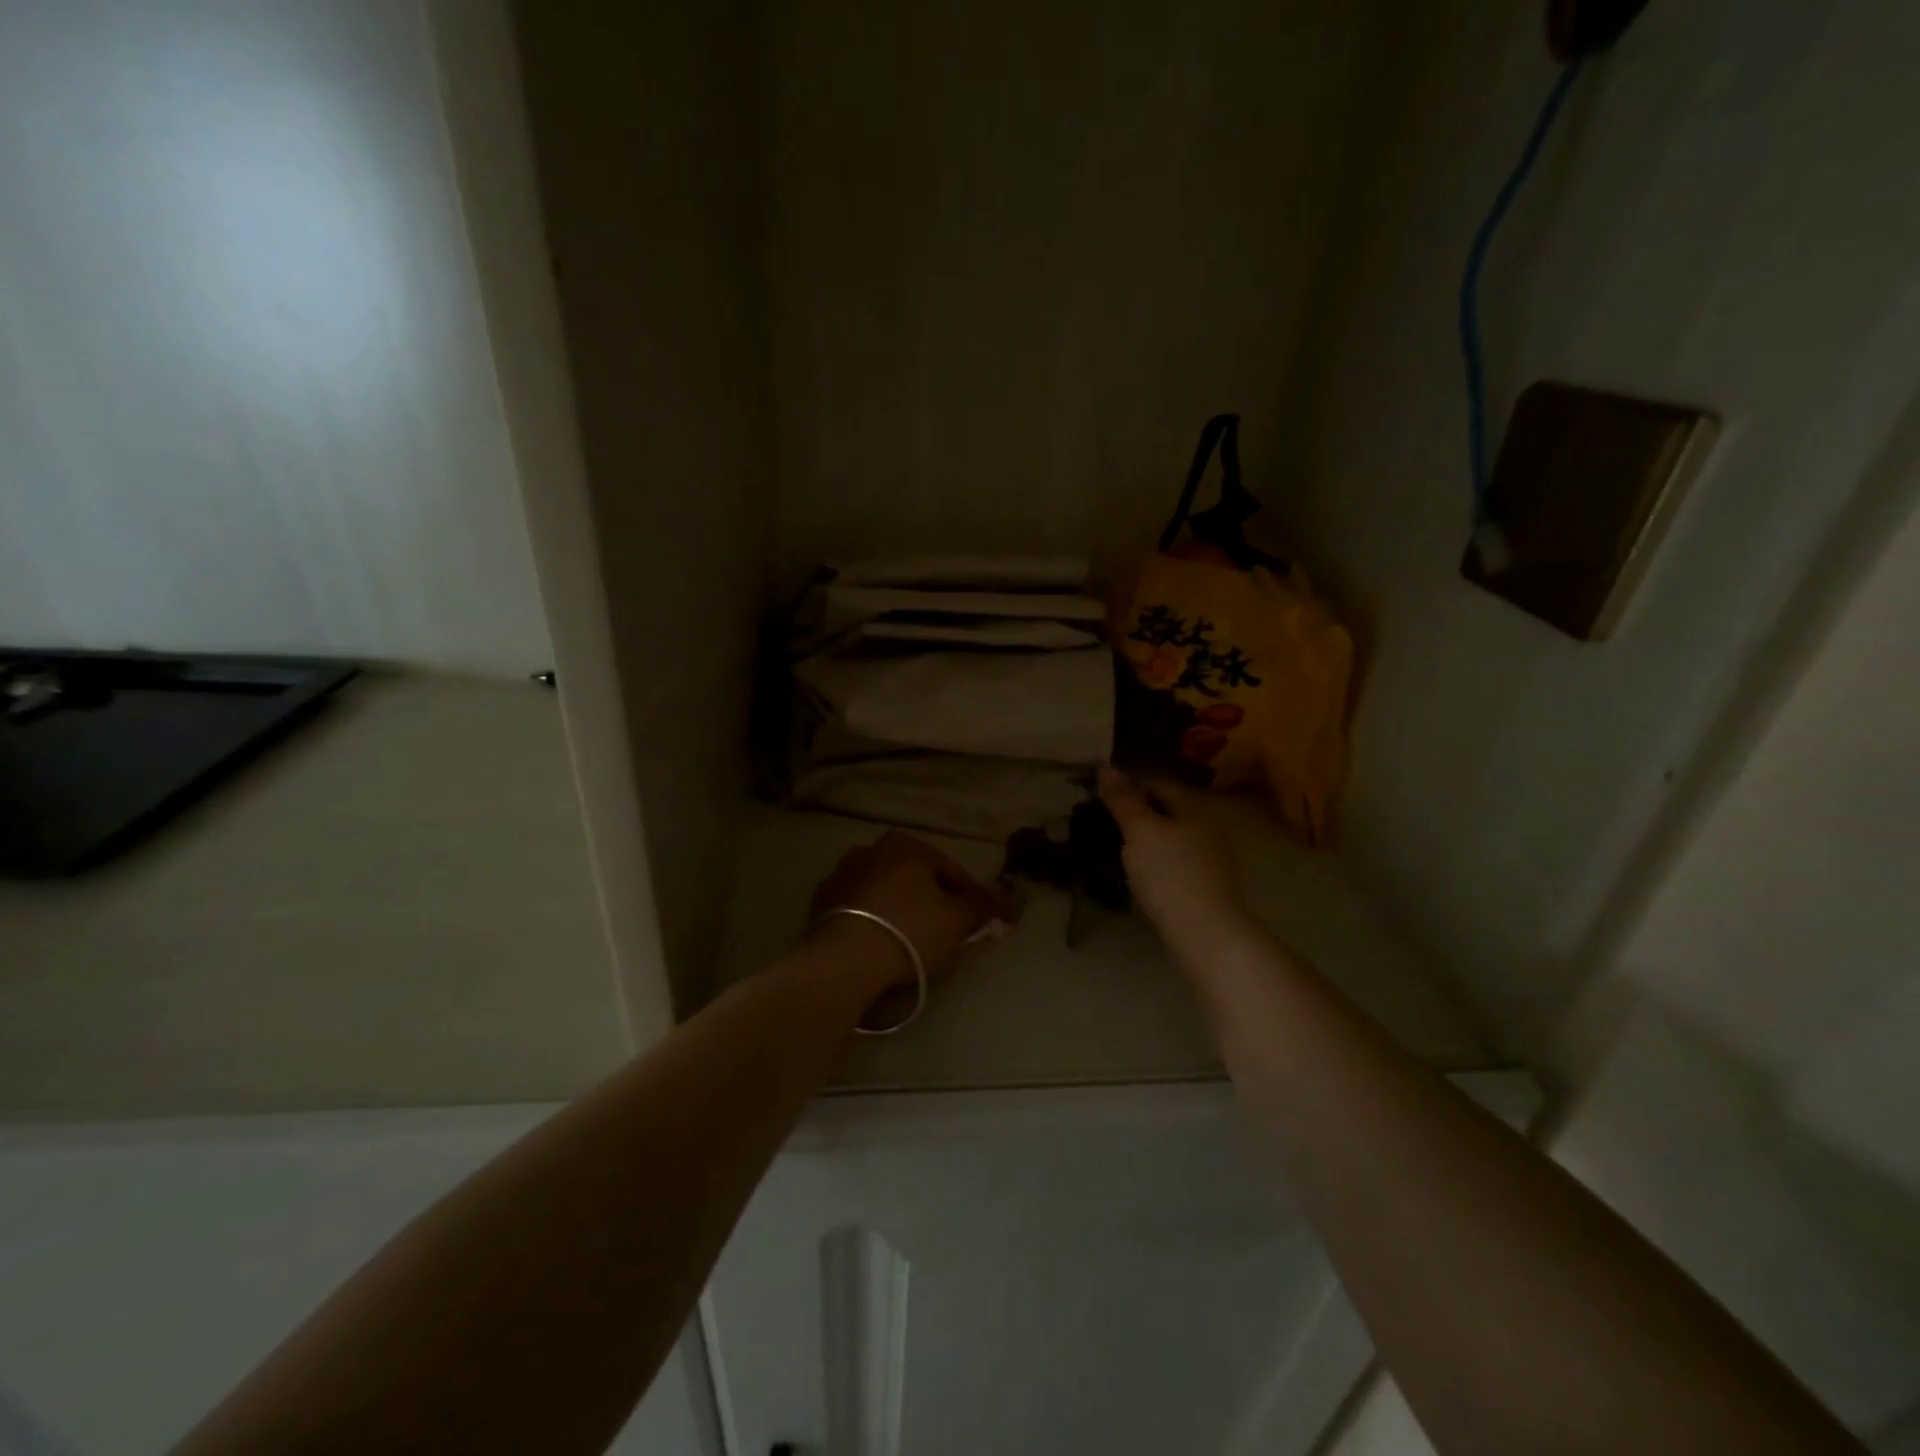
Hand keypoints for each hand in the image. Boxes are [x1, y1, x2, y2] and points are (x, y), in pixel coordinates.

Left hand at [809, 830, 1010, 986]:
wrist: (846, 960)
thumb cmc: (910, 930)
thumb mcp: (958, 919)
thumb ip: (983, 907)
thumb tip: (1004, 903)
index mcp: (906, 844)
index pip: (951, 871)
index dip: (971, 898)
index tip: (981, 922)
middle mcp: (870, 849)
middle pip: (914, 879)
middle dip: (931, 902)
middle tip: (946, 934)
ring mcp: (840, 875)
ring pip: (883, 892)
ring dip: (898, 909)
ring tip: (910, 943)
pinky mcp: (820, 903)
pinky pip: (857, 910)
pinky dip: (870, 921)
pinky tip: (878, 945)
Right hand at [1098, 766, 1252, 952]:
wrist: (1206, 934)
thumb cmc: (1169, 874)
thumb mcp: (1139, 831)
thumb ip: (1122, 799)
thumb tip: (1105, 766)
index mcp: (1193, 808)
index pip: (1157, 783)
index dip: (1127, 786)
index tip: (1098, 799)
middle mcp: (1206, 828)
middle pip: (1164, 812)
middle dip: (1134, 816)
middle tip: (1100, 826)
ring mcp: (1209, 860)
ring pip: (1168, 840)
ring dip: (1142, 842)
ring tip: (1112, 853)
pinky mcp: (1205, 888)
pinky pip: (1173, 865)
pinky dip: (1152, 865)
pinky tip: (1136, 878)